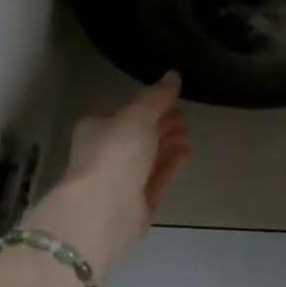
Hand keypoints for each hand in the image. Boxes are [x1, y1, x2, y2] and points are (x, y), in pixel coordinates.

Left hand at [25, 73, 190, 279]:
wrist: (103, 211)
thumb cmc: (115, 152)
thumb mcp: (139, 115)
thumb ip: (158, 96)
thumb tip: (174, 75)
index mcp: (97, 129)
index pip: (124, 113)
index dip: (149, 105)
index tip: (174, 100)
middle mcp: (106, 154)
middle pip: (138, 135)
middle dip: (162, 124)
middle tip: (185, 116)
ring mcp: (120, 181)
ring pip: (148, 158)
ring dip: (168, 144)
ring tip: (188, 133)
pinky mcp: (136, 204)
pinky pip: (157, 179)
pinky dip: (171, 165)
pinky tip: (187, 154)